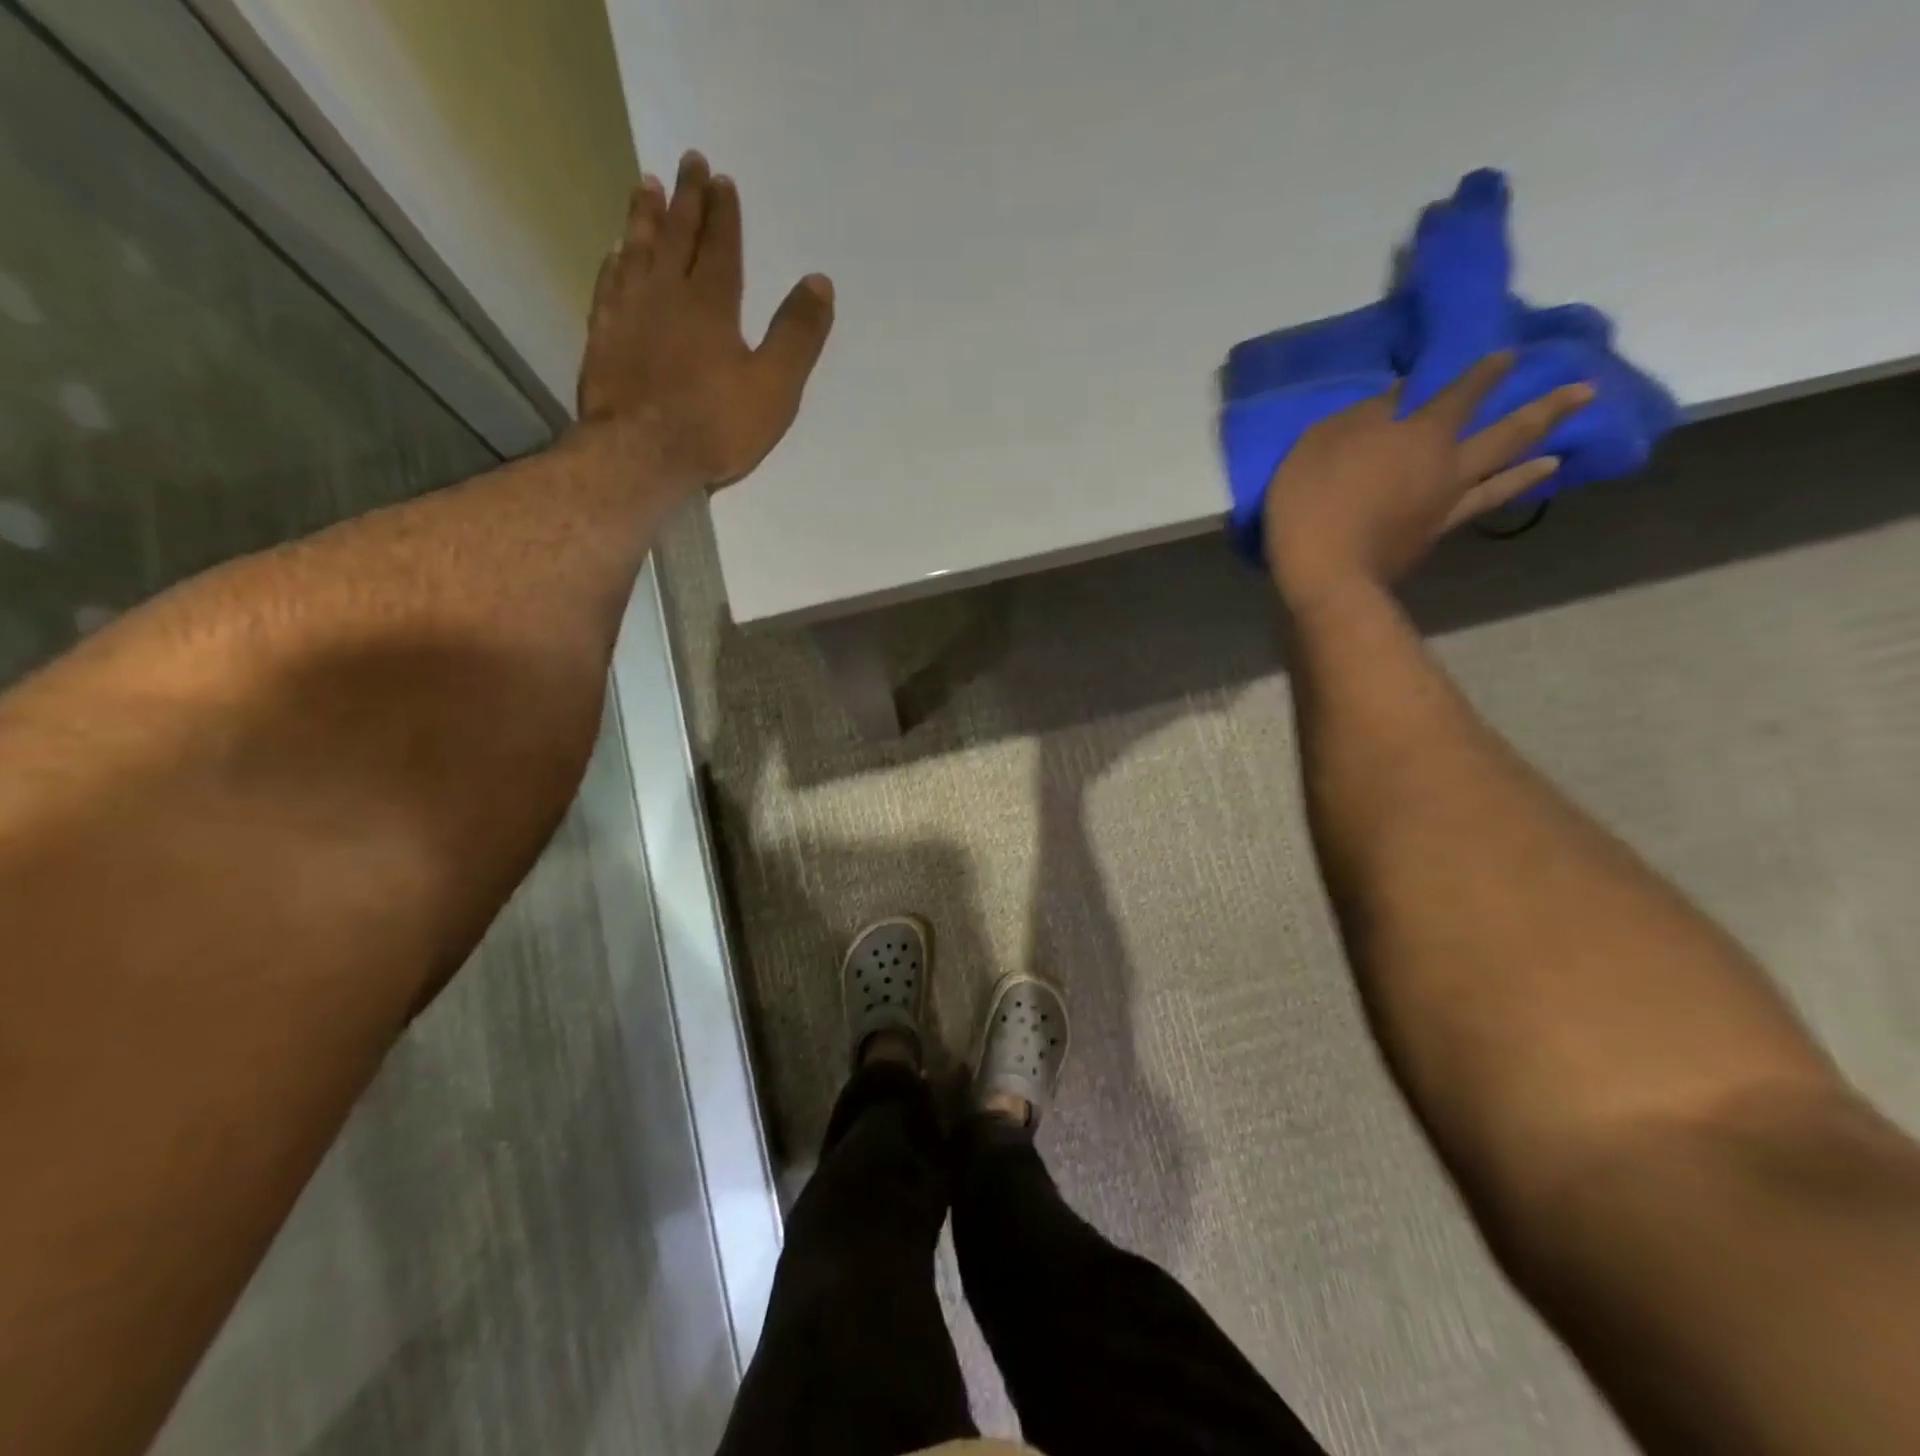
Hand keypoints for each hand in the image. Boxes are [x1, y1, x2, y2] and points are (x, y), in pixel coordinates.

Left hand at [577, 151, 834, 489]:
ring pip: (637, 251)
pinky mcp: (603, 338)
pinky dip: (614, 263)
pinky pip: (609, 285)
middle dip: (685, 198)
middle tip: (688, 162)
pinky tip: (614, 252)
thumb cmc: (715, 425)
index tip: (721, 180)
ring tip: (645, 185)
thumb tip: (819, 281)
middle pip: (677, 236)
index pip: (721, 248)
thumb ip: (797, 335)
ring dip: (644, 217)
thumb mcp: (774, 387)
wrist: (641, 455)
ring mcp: (629, 314)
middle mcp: (666, 295)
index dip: (723, 214)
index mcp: (712, 305)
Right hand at [1263, 355, 1592, 606]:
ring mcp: (1443, 506)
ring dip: (1531, 464)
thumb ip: (1363, 416)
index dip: (1486, 372)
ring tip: (1557, 456)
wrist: (1326, 573)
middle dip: (1544, 409)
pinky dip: (1496, 500)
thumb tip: (1400, 393)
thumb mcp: (1322, 443)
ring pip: (1500, 479)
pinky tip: (1501, 497)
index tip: (1510, 355)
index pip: (1461, 392)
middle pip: (1505, 432)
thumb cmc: (1314, 501)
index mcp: (1419, 433)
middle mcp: (1446, 465)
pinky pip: (1475, 511)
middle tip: (1585, 392)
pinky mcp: (1431, 539)